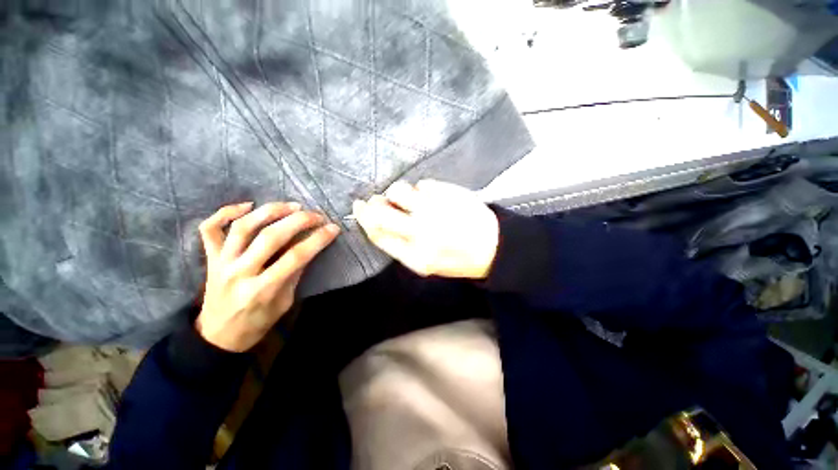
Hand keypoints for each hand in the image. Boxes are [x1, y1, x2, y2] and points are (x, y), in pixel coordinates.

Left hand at [195, 202, 339, 351]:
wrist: (218, 336)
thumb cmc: (258, 322)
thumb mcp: (285, 302)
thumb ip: (295, 274)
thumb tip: (309, 246)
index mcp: (262, 289)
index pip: (296, 257)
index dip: (318, 239)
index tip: (333, 228)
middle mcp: (239, 272)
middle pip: (271, 237)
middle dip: (299, 221)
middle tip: (316, 215)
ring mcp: (221, 263)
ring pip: (243, 227)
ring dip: (270, 211)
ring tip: (292, 205)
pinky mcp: (210, 258)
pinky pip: (210, 229)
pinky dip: (225, 212)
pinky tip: (247, 205)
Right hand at [352, 180, 498, 278]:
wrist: (492, 247)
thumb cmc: (457, 259)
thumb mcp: (425, 264)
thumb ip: (399, 245)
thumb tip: (376, 220)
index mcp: (415, 256)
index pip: (378, 233)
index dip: (364, 218)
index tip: (360, 207)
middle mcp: (422, 232)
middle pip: (381, 212)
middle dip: (372, 203)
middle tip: (375, 200)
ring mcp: (435, 210)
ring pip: (399, 190)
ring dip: (399, 193)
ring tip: (410, 199)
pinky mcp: (448, 193)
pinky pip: (423, 184)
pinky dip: (422, 190)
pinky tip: (432, 198)